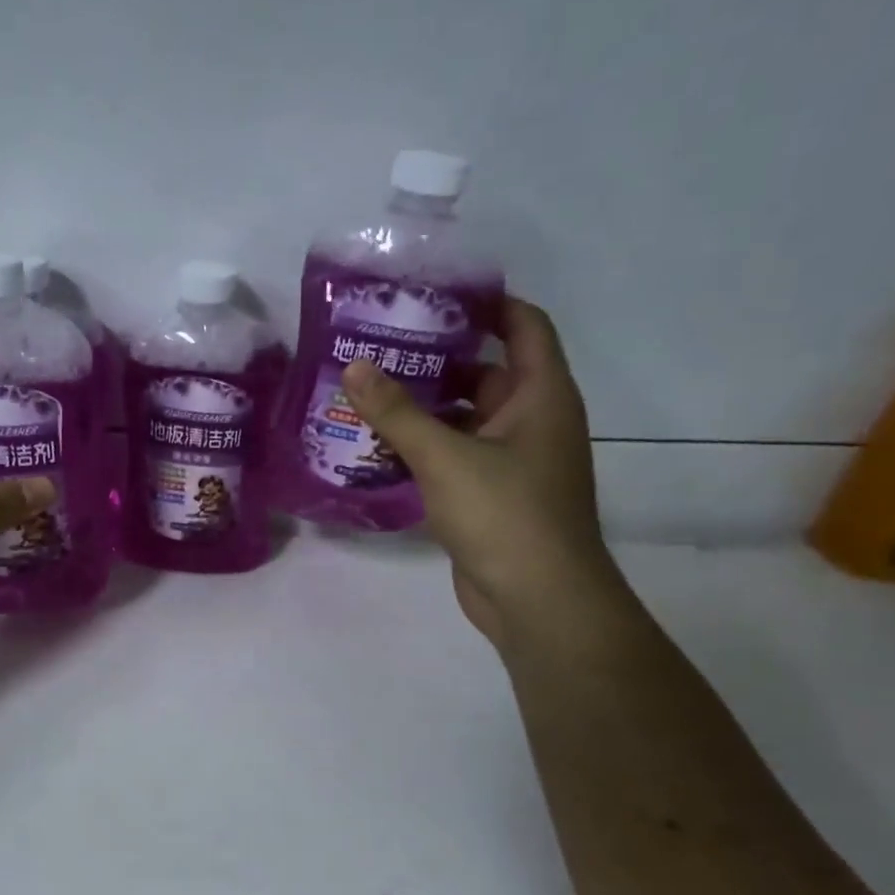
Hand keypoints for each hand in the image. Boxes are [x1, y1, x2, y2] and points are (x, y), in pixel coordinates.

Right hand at [341, 298, 616, 640]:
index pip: (523, 325)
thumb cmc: (505, 514)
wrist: (538, 600)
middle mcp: (532, 421)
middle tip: (380, 345)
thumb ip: (396, 411)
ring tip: (368, 392)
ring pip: (466, 418)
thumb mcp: (445, 456)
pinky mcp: (491, 495)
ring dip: (424, 408)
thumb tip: (353, 367)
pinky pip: (456, 456)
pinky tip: (378, 446)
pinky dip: (424, 448)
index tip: (433, 294)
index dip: (486, 303)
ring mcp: (513, 461)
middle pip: (486, 371)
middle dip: (436, 358)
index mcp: (541, 395)